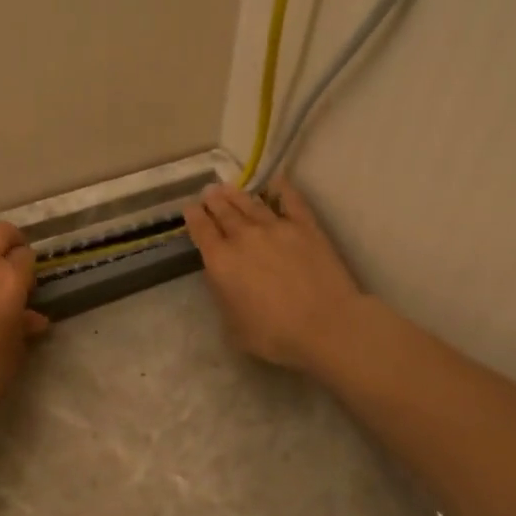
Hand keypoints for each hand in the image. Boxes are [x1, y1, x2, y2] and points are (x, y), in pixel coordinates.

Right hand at [184, 179, 365, 373]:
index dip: (194, 217)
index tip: (190, 208)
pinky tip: (277, 180)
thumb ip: (224, 296)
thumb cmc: (275, 335)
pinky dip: (282, 188)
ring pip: (251, 204)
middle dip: (214, 201)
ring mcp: (276, 227)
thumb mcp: (233, 326)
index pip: (201, 231)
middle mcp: (243, 237)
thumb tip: (222, 277)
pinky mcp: (305, 226)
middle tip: (209, 192)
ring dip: (237, 194)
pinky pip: (290, 200)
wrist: (326, 325)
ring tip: (229, 187)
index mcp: (221, 261)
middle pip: (224, 212)